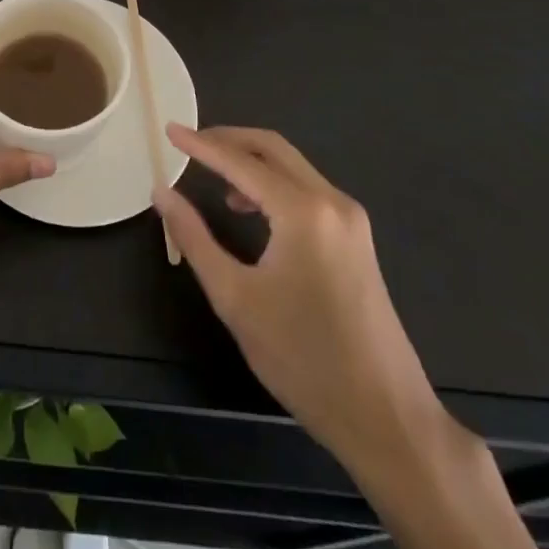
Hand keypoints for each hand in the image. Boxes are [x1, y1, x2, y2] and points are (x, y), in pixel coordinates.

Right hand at [153, 125, 456, 471]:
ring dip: (252, 162)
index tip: (169, 130)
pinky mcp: (357, 239)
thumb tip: (163, 193)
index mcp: (303, 211)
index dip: (201, 145)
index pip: (241, 162)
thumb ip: (194, 238)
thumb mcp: (235, 298)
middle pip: (273, 149)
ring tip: (215, 179)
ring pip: (293, 167)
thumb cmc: (303, 359)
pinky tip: (252, 210)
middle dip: (229, 140)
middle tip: (190, 143)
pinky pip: (307, 191)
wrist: (386, 419)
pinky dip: (273, 185)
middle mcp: (332, 202)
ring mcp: (351, 219)